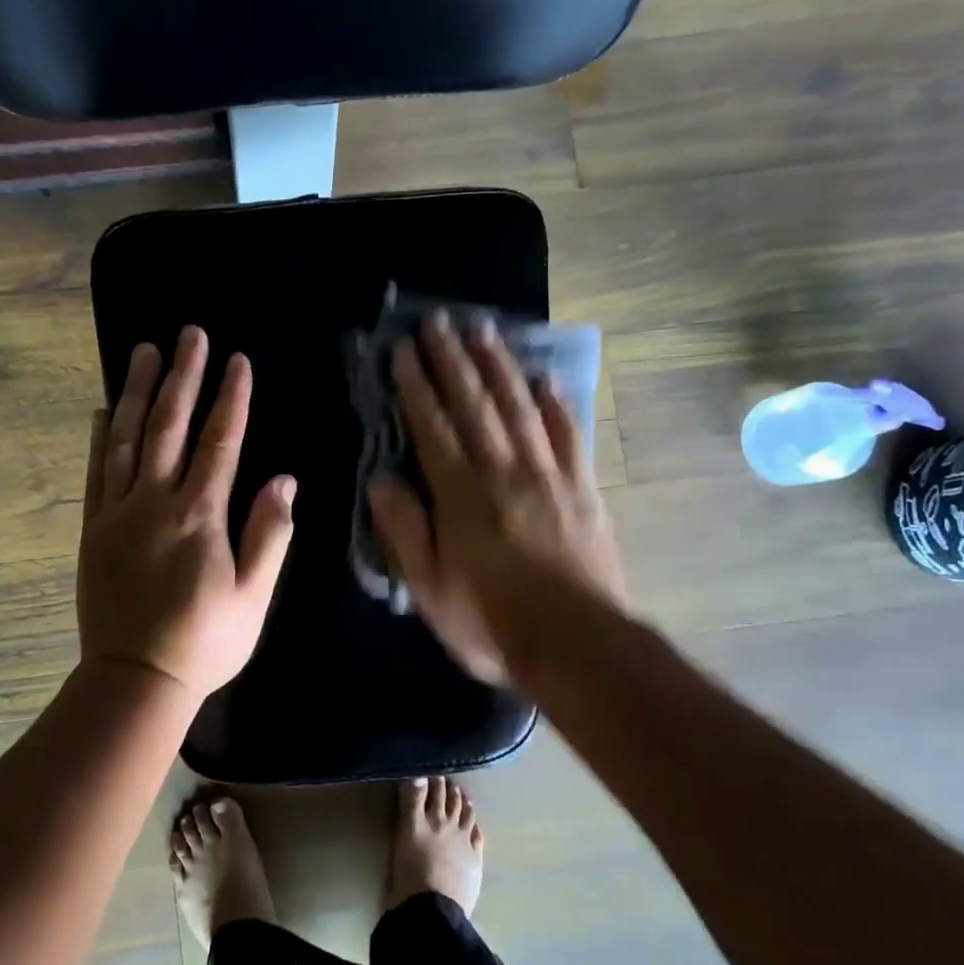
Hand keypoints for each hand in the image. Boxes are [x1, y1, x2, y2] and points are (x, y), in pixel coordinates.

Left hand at [78, 326, 296, 702]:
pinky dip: (101, 436)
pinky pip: (96, 472)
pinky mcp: (92, 529)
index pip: (219, 443)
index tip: (237, 360)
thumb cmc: (205, 641)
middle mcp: (154, 502)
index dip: (230, 399)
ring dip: (139, 392)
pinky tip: (105, 409)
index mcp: (198, 516)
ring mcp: (116, 513)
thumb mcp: (254, 596)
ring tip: (145, 351)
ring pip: (128, 439)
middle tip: (190, 334)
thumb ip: (269, 535)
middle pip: (170, 426)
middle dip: (183, 377)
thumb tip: (283, 480)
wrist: (135, 679)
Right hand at [367, 313, 625, 684]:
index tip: (403, 349)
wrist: (577, 644)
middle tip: (439, 320)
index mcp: (461, 494)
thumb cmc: (491, 622)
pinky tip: (545, 377)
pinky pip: (568, 433)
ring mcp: (548, 475)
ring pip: (519, 406)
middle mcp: (503, 470)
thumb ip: (404, 530)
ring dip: (499, 365)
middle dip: (453, 359)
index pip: (432, 426)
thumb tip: (381, 479)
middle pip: (475, 403)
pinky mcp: (582, 488)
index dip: (416, 385)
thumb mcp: (428, 588)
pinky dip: (556, 402)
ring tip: (484, 329)